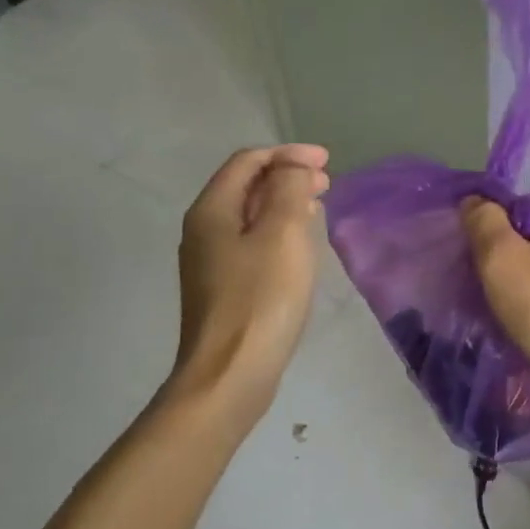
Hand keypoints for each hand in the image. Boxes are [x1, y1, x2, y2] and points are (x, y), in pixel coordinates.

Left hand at [170, 144, 330, 410]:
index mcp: (212, 211)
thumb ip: (289, 190)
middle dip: (286, 176)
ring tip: (317, 206)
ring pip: (250, 216)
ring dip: (283, 203)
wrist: (230, 374)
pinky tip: (299, 245)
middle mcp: (203, 230)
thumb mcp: (283, 234)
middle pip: (246, 186)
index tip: (326, 161)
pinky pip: (252, 242)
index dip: (287, 154)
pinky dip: (278, 230)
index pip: (248, 161)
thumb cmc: (261, 299)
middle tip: (326, 182)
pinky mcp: (224, 288)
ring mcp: (211, 262)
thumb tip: (291, 167)